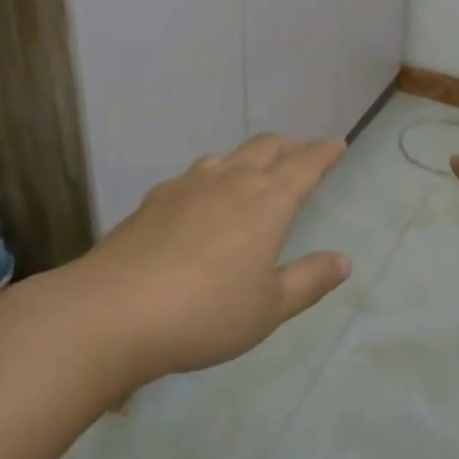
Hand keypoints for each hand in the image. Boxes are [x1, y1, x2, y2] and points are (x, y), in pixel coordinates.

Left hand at [74, 133, 351, 385]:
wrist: (114, 311)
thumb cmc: (206, 313)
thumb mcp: (269, 308)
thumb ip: (309, 280)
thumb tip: (344, 260)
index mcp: (268, 200)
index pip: (305, 164)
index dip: (324, 152)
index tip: (337, 145)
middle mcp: (232, 179)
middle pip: (267, 146)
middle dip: (289, 147)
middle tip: (300, 155)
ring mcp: (189, 184)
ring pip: (228, 156)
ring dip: (248, 159)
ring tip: (252, 176)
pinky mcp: (155, 198)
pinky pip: (194, 177)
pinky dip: (211, 180)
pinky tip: (200, 204)